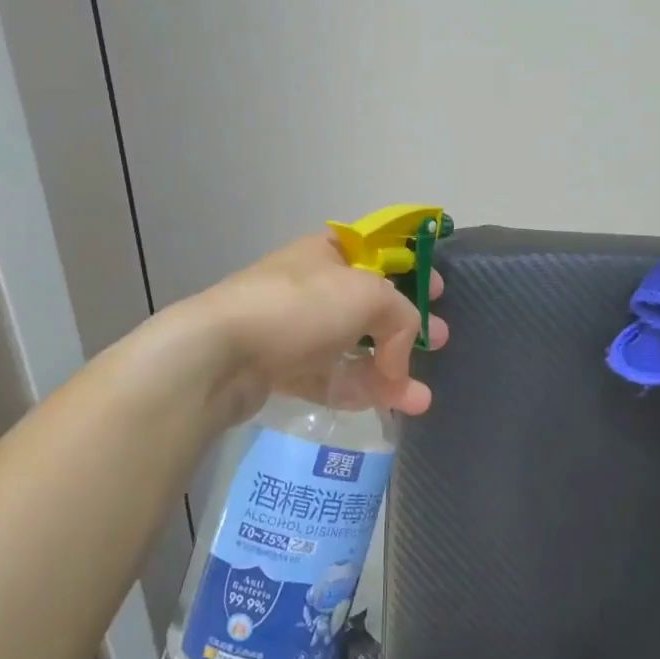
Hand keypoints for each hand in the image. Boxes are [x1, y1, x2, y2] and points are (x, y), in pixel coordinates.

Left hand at [186, 233, 448, 423]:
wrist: (220, 353)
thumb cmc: (300, 307)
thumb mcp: (368, 296)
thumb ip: (401, 317)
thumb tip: (400, 356)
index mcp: (329, 253)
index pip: (378, 252)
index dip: (411, 267)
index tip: (438, 290)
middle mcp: (313, 287)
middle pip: (370, 306)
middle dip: (407, 328)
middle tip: (440, 342)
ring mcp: (295, 329)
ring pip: (353, 348)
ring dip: (390, 372)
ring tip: (419, 399)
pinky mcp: (282, 369)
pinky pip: (330, 377)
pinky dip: (359, 390)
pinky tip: (388, 406)